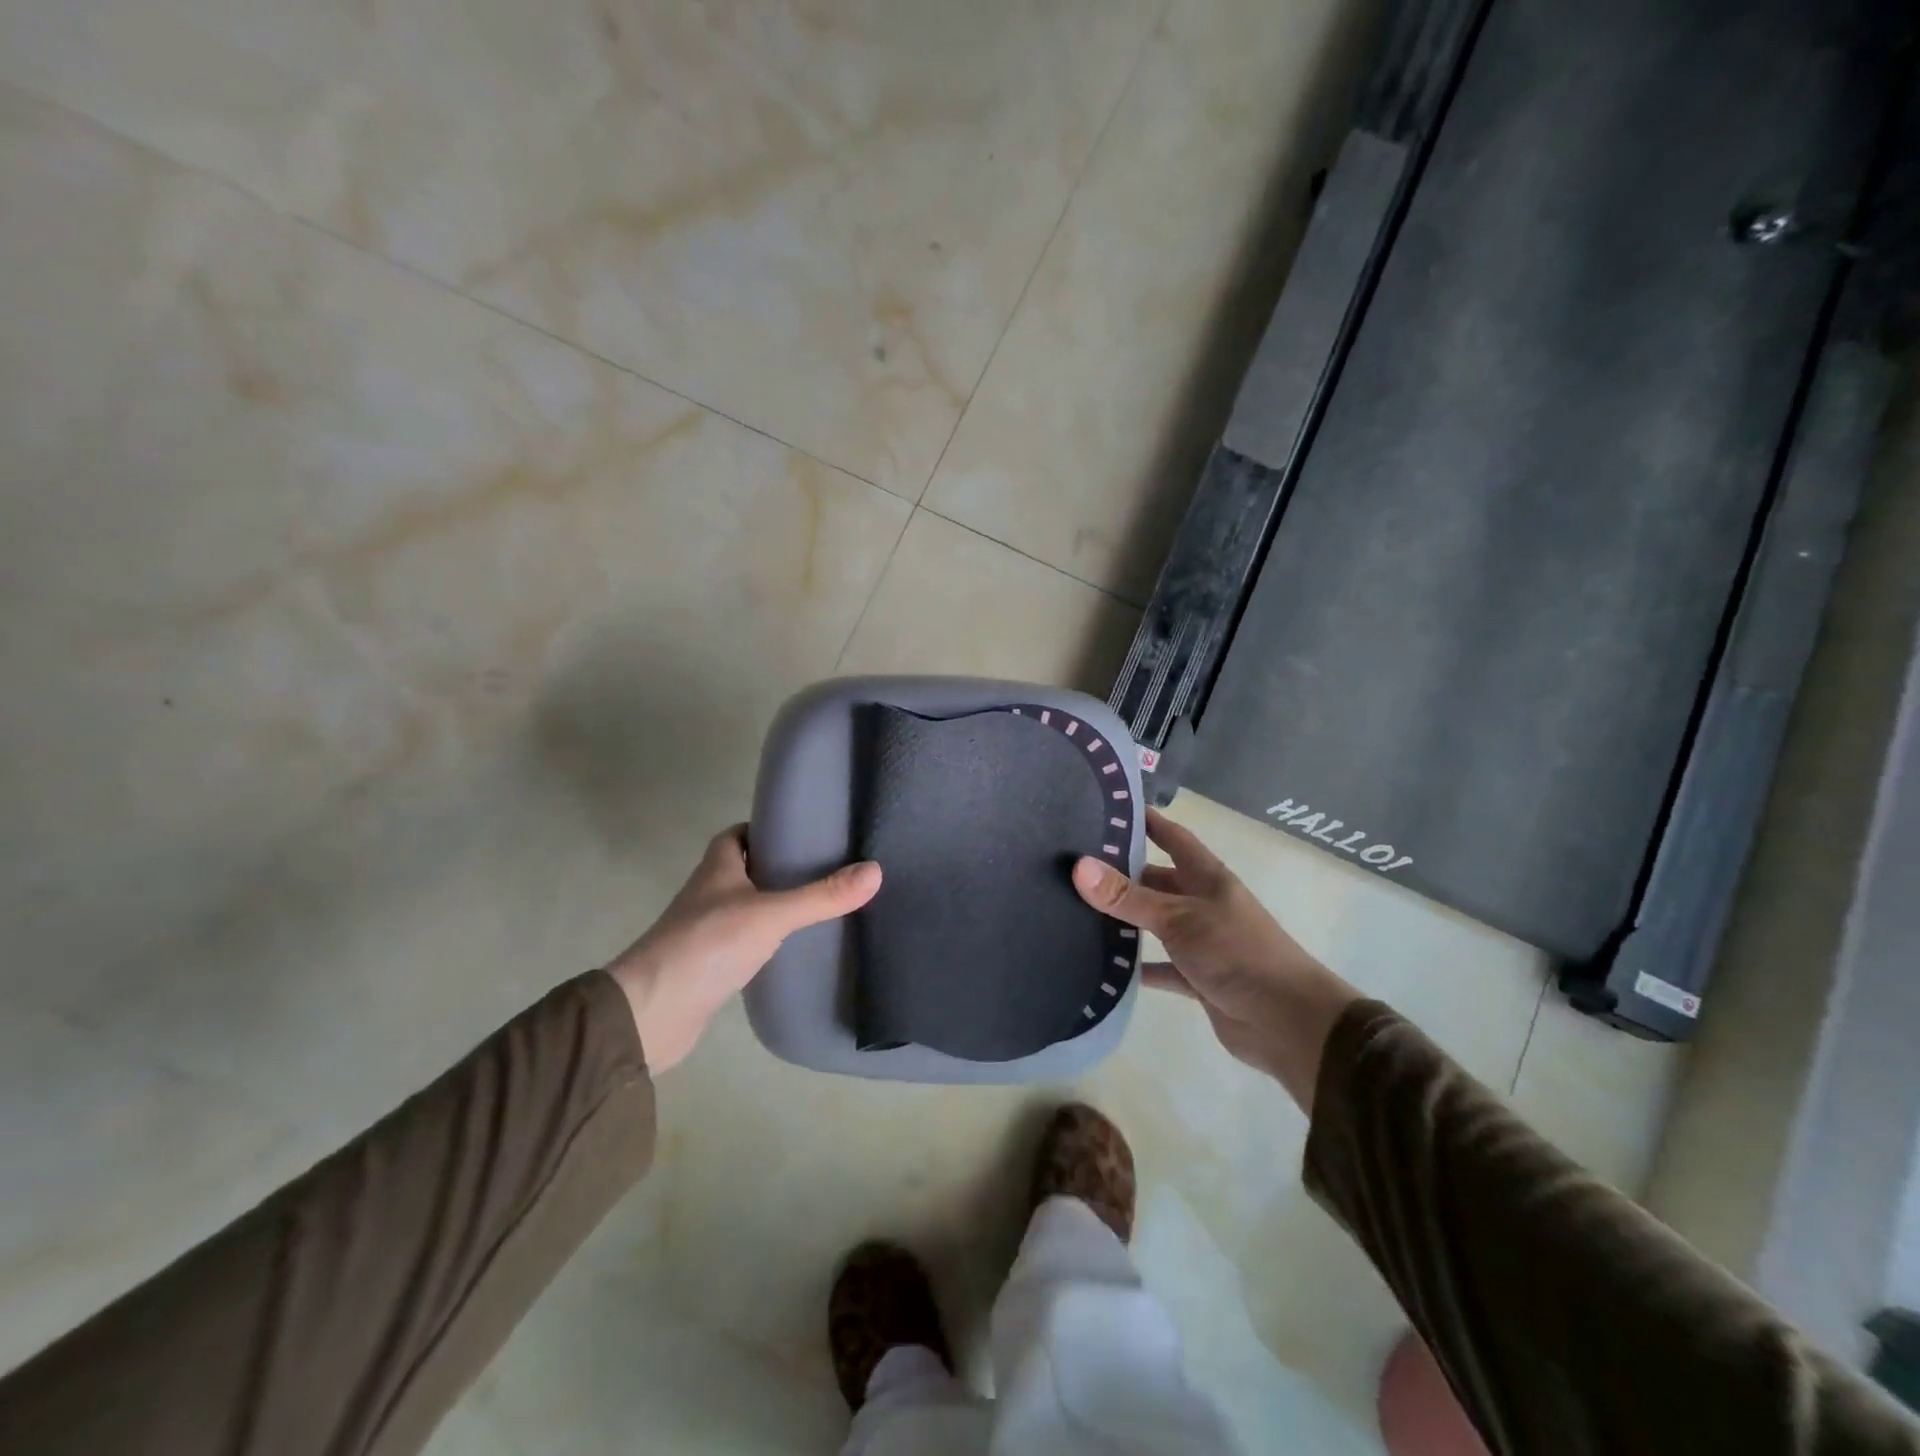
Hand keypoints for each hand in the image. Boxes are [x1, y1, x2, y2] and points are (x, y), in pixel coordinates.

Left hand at [607, 825, 880, 1073]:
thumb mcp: (771, 914)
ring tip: (819, 905)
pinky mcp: (710, 967)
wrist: (650, 1014)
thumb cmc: (707, 946)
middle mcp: (709, 894)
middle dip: (779, 867)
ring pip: (746, 907)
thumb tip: (875, 870)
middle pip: (745, 870)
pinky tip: (794, 949)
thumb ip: (821, 895)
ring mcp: (707, 932)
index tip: (804, 832)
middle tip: (825, 868)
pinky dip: (766, 941)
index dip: (766, 830)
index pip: (738, 835)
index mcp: (717, 869)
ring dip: (774, 904)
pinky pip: (745, 942)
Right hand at [1072, 809, 1358, 1109]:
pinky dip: (1138, 967)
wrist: (1288, 1022)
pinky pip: (1161, 967)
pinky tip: (1105, 966)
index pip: (1173, 837)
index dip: (1147, 822)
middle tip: (1076, 867)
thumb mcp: (1178, 918)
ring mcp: (1202, 942)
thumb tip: (1079, 867)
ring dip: (1127, 920)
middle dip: (1124, 873)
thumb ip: (1128, 897)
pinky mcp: (1199, 978)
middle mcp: (1204, 904)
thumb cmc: (1237, 953)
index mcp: (1207, 878)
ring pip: (1157, 923)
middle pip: (1159, 880)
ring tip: (1079, 910)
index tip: (1108, 809)